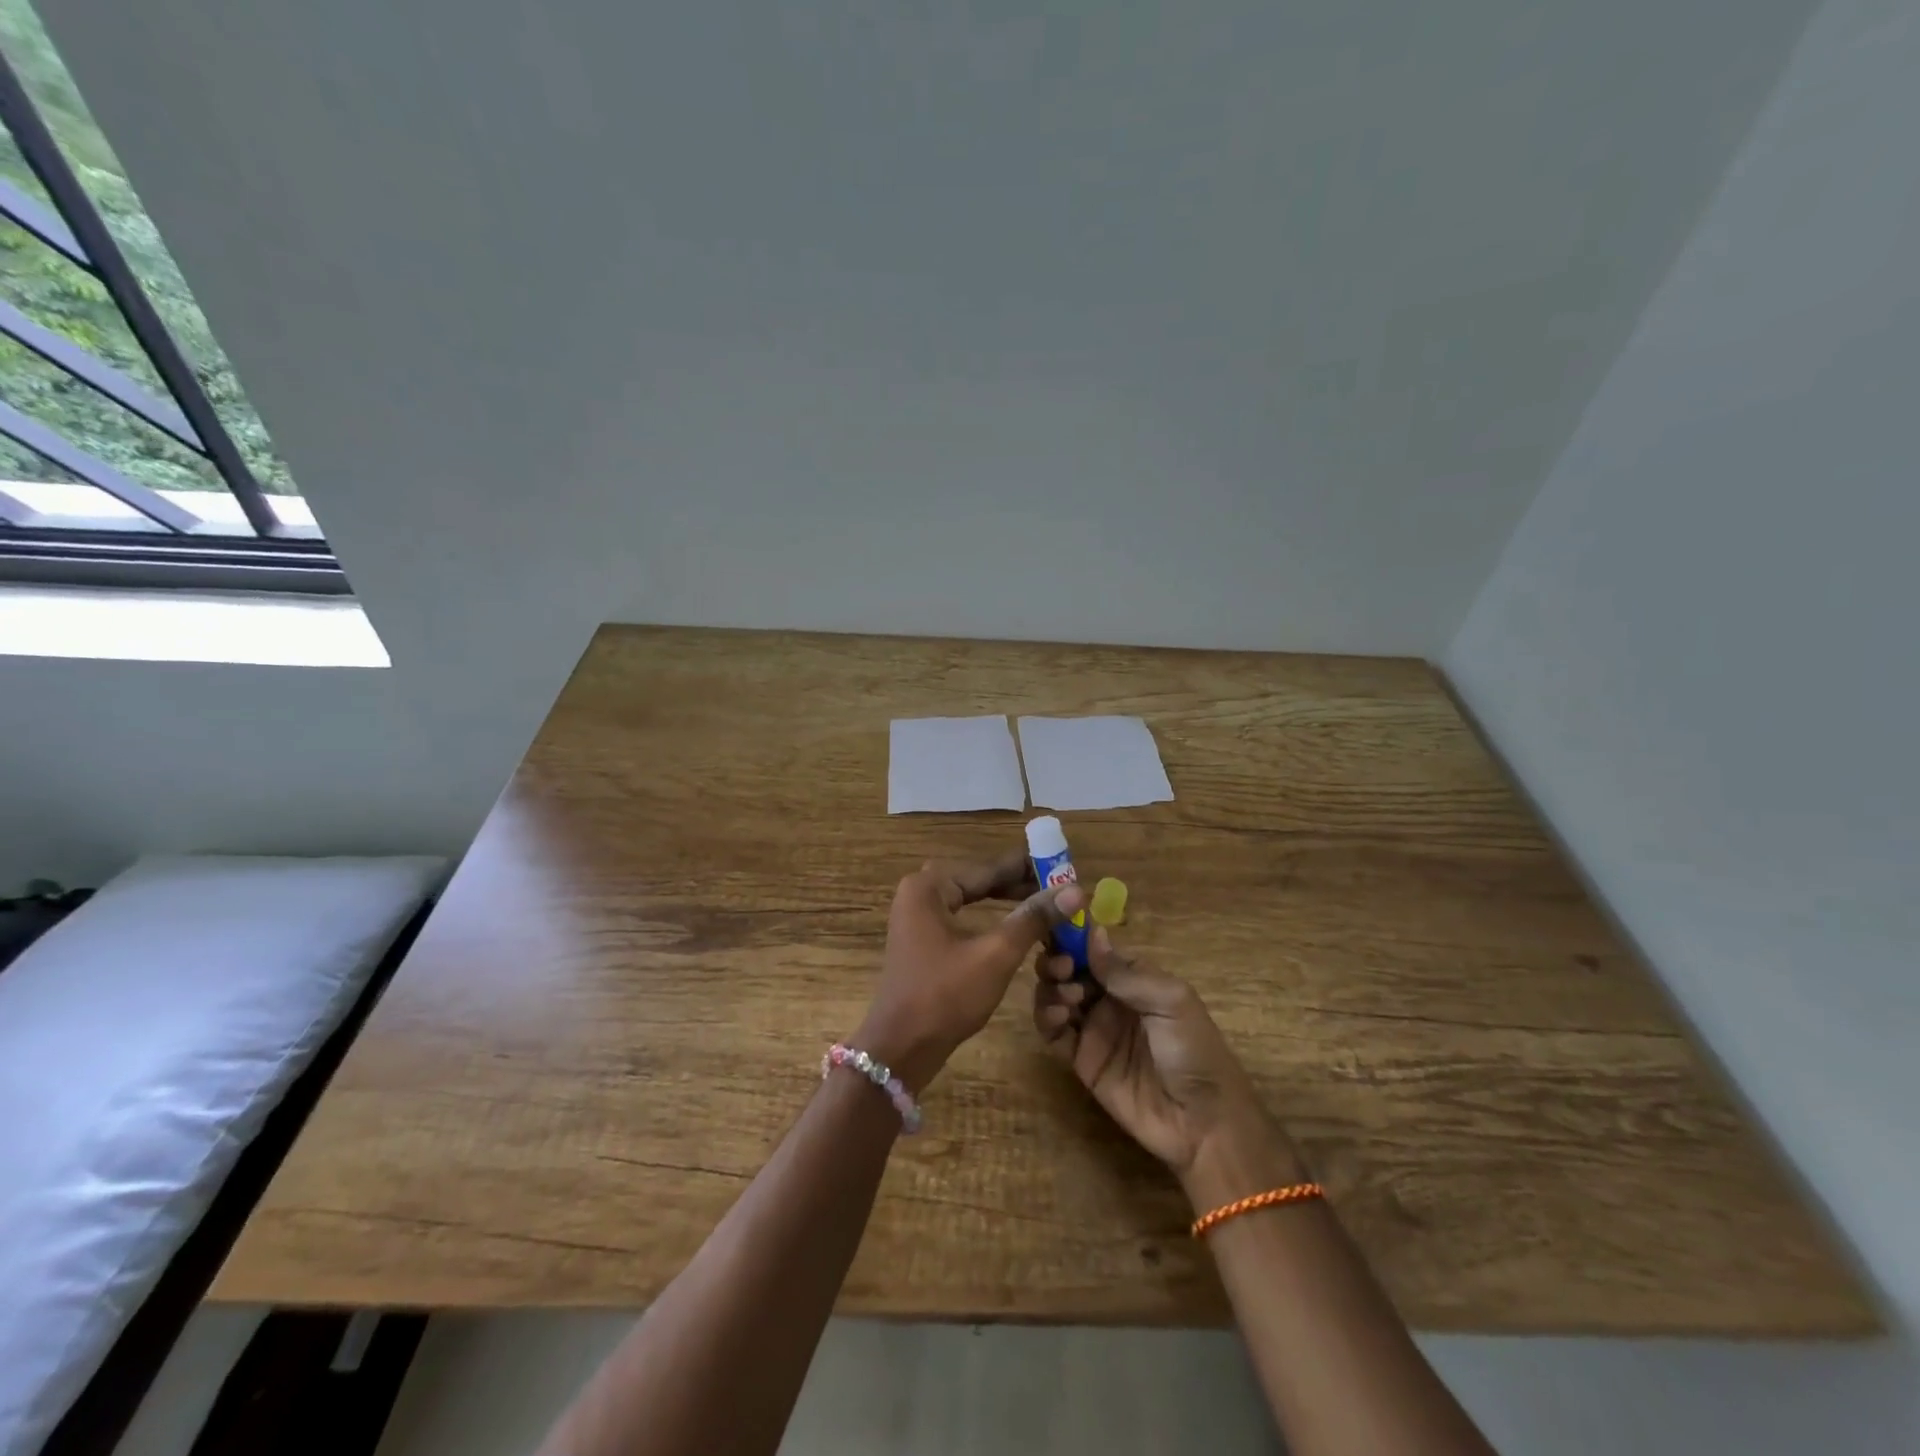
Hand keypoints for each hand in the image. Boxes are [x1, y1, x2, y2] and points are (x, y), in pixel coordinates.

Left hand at [857, 852, 1083, 1093]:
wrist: (901, 1049)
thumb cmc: (945, 996)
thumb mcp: (996, 954)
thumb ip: (1034, 918)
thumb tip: (1076, 890)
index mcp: (930, 886)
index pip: (990, 867)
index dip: (1031, 868)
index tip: (1067, 869)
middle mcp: (920, 892)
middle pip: (981, 880)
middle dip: (1022, 886)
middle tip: (1062, 892)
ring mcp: (918, 917)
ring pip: (973, 899)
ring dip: (1009, 904)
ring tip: (1048, 908)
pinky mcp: (923, 940)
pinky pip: (964, 917)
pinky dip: (992, 920)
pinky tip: (1018, 928)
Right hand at [1034, 926, 1304, 1201]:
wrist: (1202, 1122)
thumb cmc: (1194, 1050)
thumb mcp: (1170, 1001)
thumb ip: (1127, 973)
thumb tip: (1092, 933)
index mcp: (1133, 979)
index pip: (1094, 949)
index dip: (1073, 938)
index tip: (1059, 931)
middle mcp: (1109, 999)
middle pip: (1069, 969)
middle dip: (1057, 961)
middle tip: (1062, 969)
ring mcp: (1093, 1029)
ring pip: (1056, 996)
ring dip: (1051, 988)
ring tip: (1067, 997)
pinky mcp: (1081, 1060)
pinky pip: (1054, 1033)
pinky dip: (1046, 1018)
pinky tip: (1056, 1016)